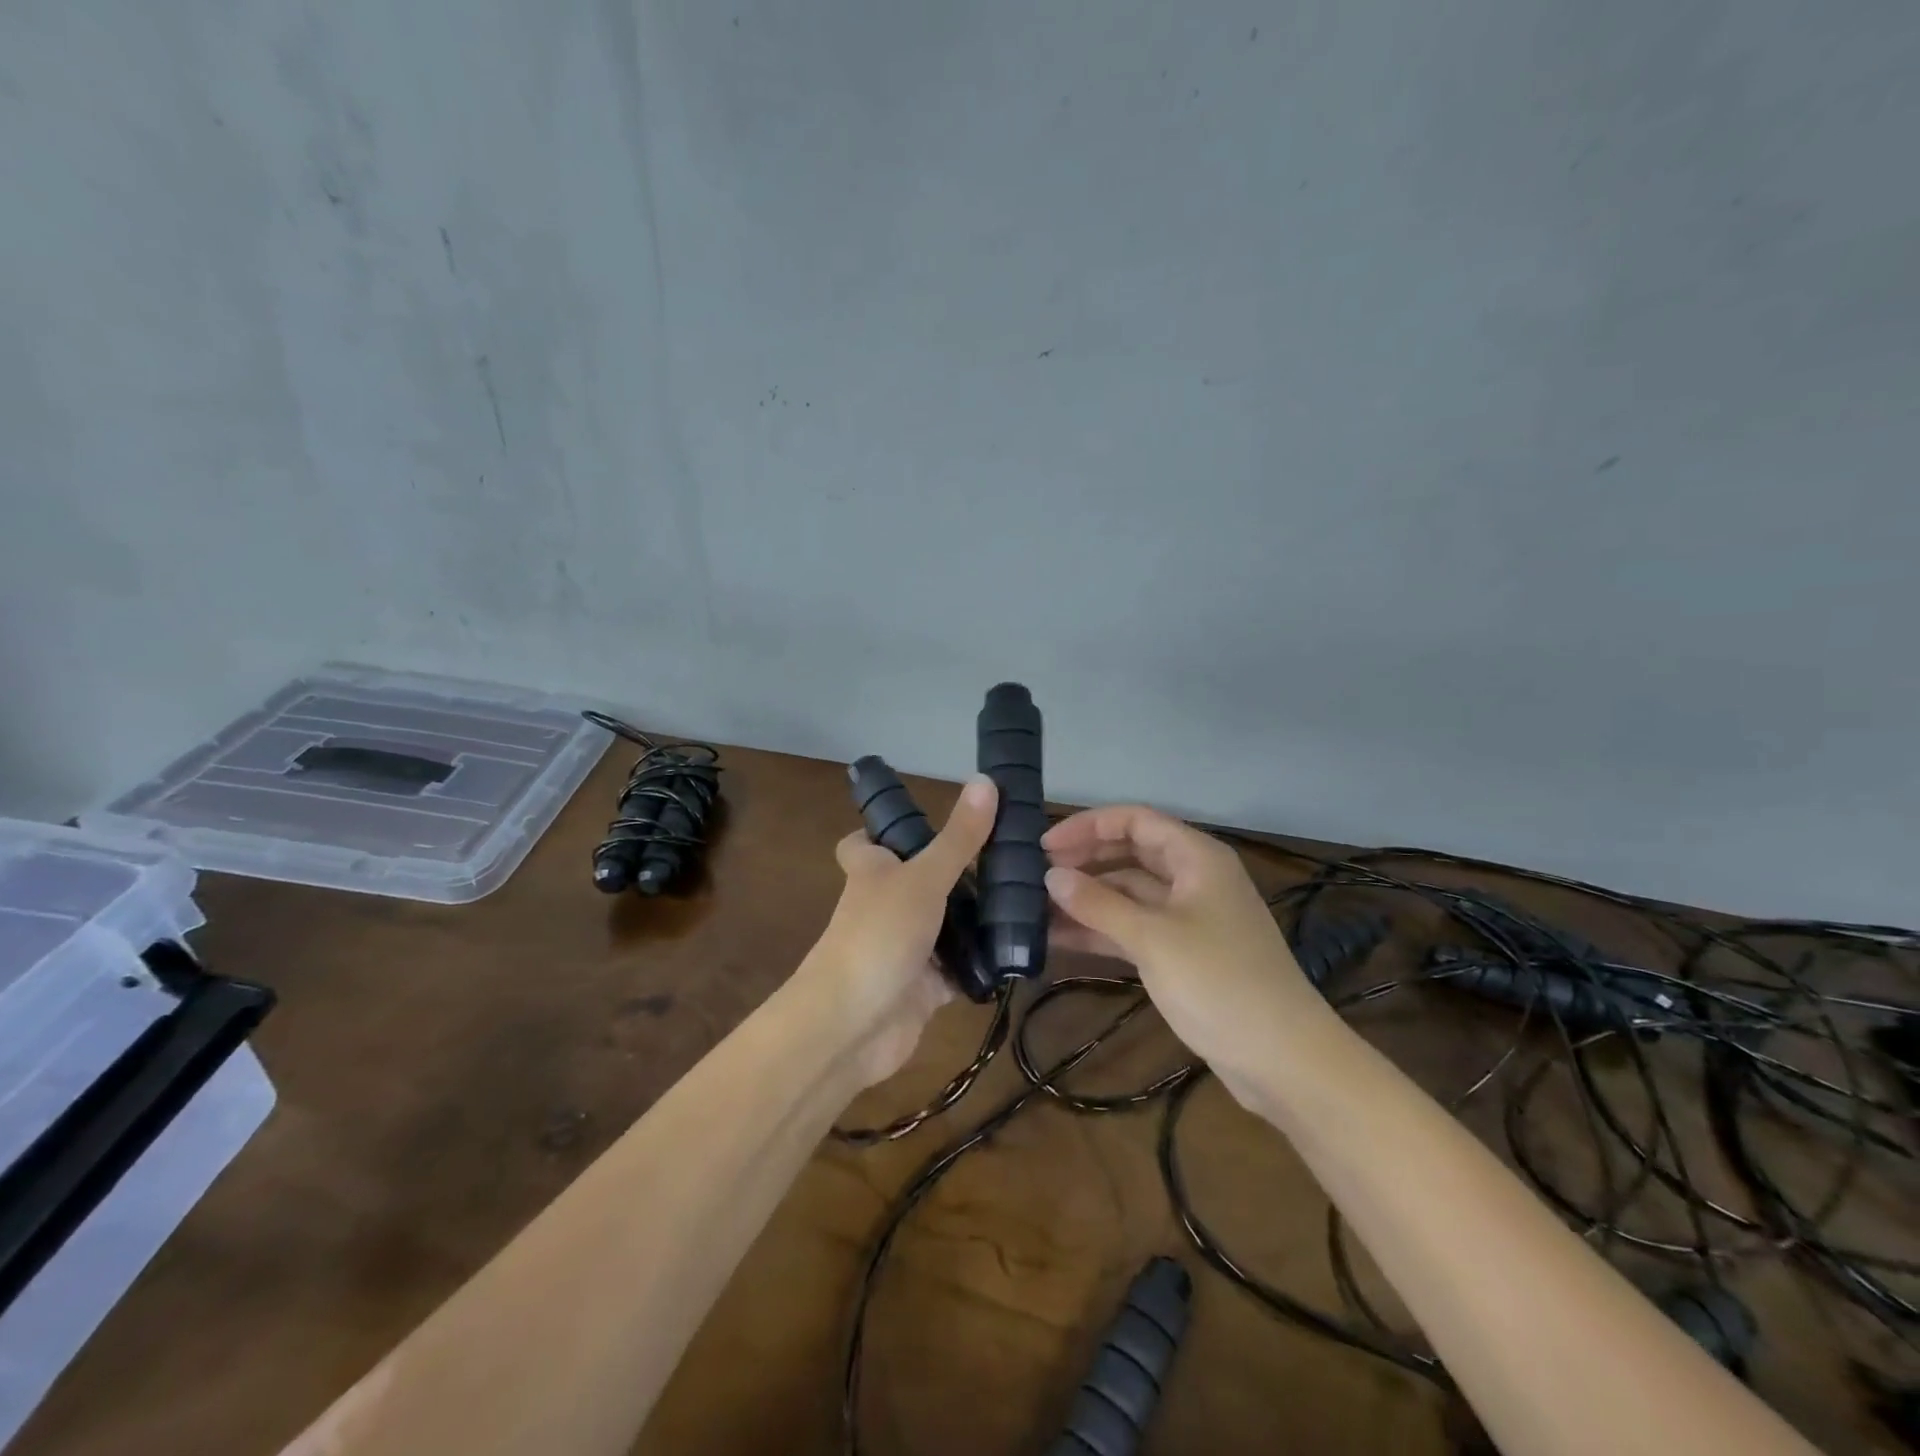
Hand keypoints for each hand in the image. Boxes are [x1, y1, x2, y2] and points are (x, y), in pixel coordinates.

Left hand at [799, 774, 997, 1087]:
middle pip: (919, 880)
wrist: (851, 1028)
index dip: (886, 830)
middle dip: (959, 872)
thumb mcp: (922, 878)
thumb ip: (959, 838)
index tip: (928, 819)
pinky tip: (1021, 947)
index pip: (866, 842)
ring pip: (946, 924)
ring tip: (1033, 896)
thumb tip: (986, 779)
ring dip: (978, 917)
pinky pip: (960, 967)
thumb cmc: (879, 936)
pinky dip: (983, 961)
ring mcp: (906, 946)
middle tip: (1013, 856)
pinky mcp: (925, 986)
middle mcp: (887, 904)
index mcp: (873, 870)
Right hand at [1044, 805, 1331, 1100]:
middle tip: (1034, 877)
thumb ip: (1098, 904)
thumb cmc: (1219, 983)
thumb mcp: (1153, 939)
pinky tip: (1060, 940)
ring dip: (1087, 900)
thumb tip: (1050, 876)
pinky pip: (1134, 929)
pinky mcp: (1183, 954)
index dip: (1088, 826)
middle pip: (1130, 854)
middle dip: (1084, 862)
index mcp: (1196, 858)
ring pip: (1128, 895)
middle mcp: (1193, 879)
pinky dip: (1101, 931)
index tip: (1044, 846)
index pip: (1134, 820)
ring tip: (1035, 910)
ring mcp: (1188, 918)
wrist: (1283, 1060)